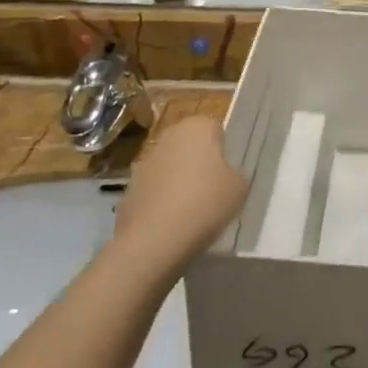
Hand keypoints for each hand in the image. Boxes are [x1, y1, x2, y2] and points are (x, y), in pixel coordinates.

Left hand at [113, 116, 247, 275]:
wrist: (153, 241)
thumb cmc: (204, 203)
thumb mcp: (240, 188)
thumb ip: (235, 174)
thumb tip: (224, 177)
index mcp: (198, 126)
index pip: (216, 130)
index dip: (223, 153)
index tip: (226, 176)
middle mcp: (169, 135)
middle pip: (190, 146)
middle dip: (199, 163)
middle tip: (211, 191)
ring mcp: (144, 162)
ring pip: (170, 167)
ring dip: (178, 181)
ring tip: (190, 212)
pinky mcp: (128, 189)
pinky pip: (154, 190)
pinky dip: (161, 201)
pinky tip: (170, 224)